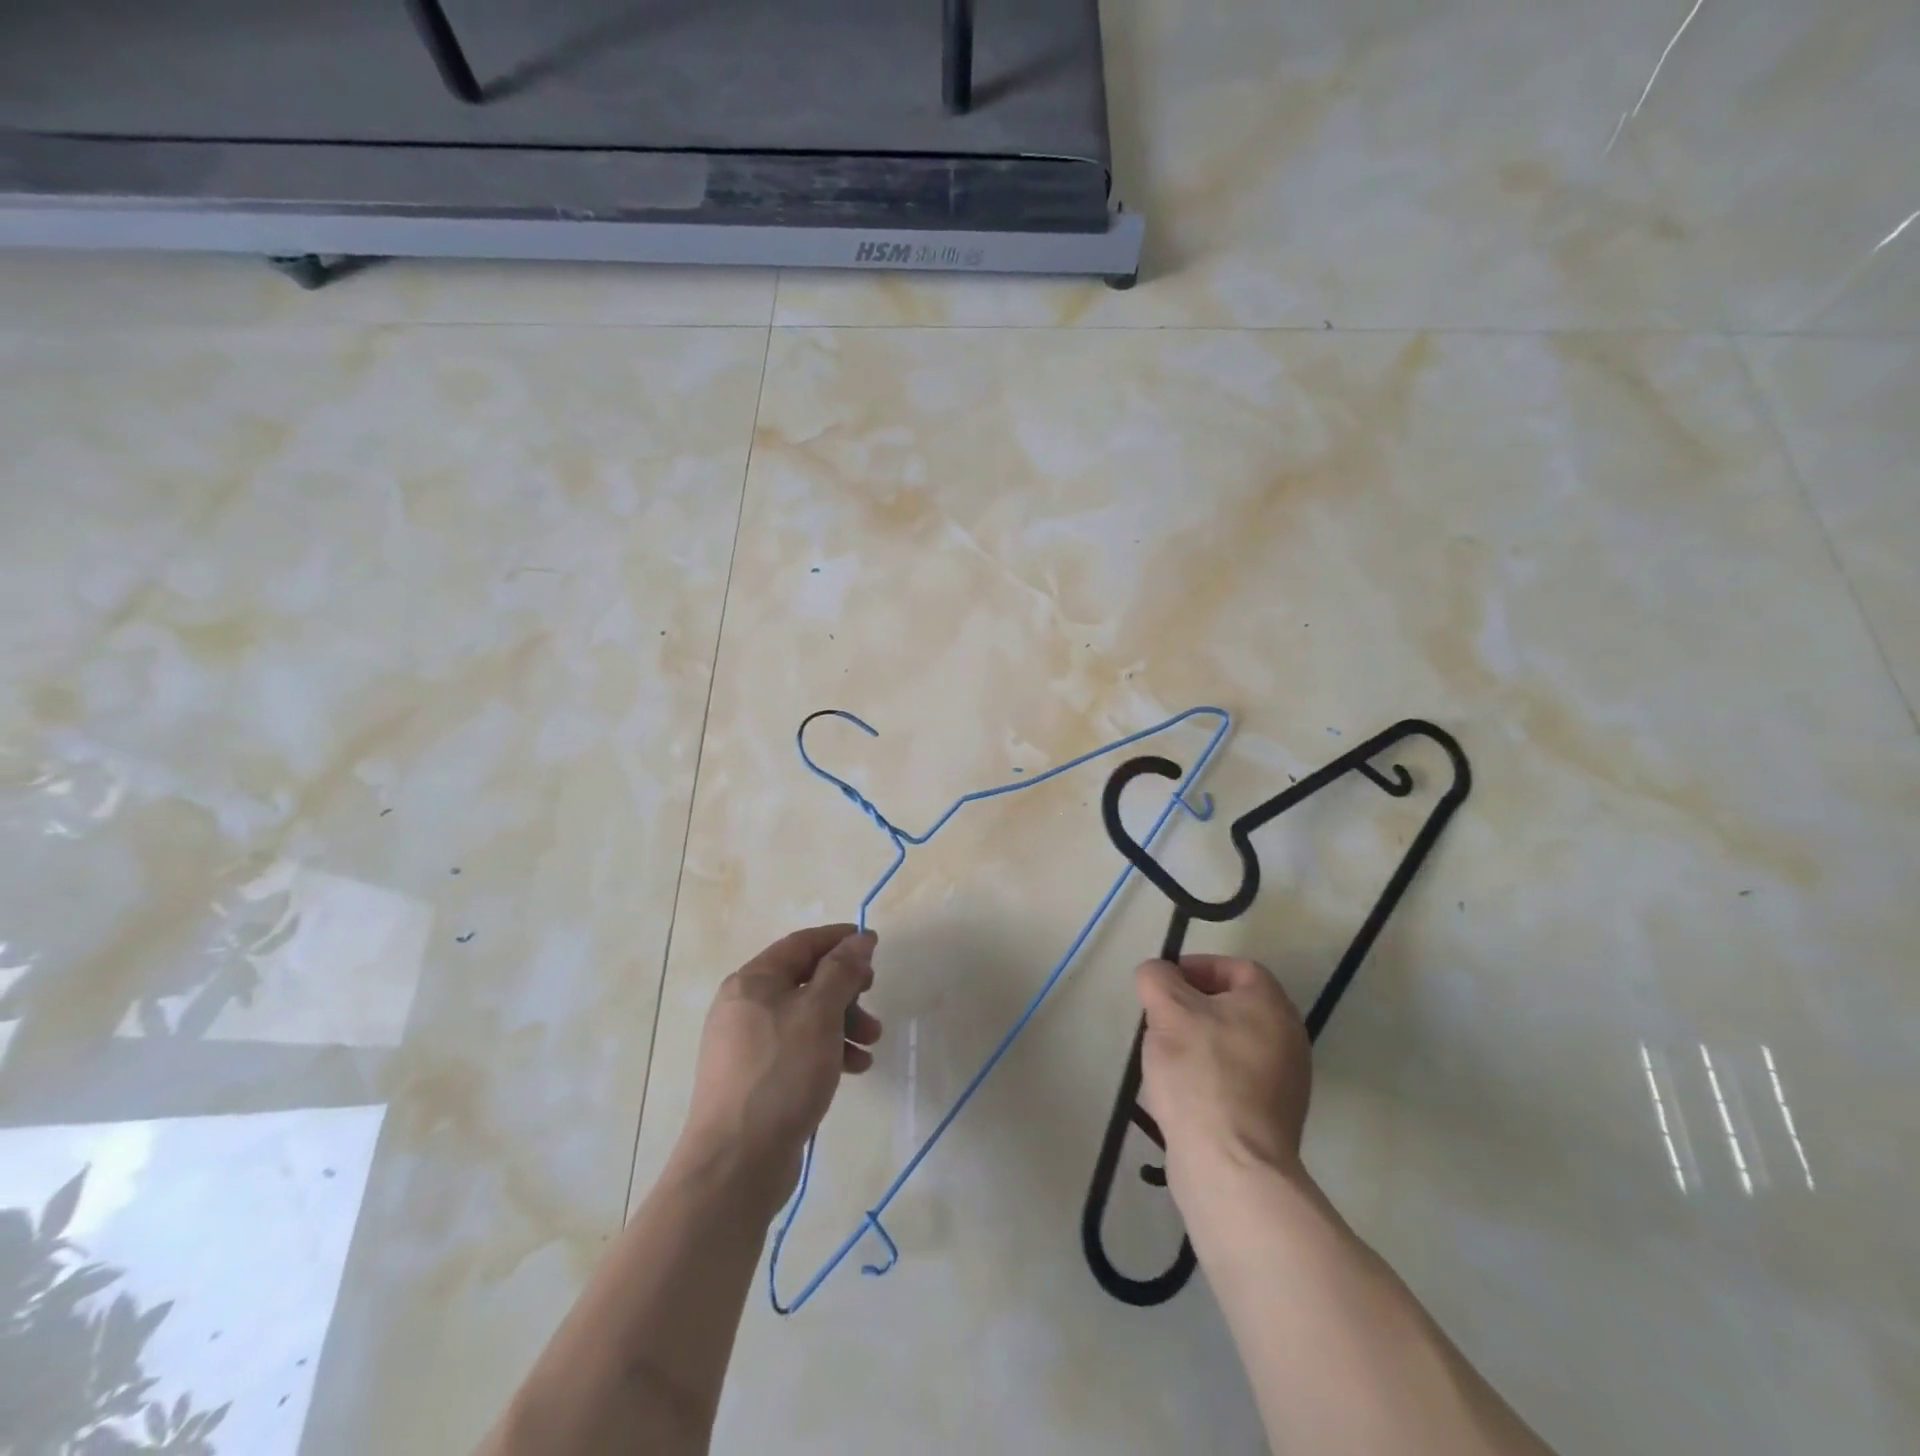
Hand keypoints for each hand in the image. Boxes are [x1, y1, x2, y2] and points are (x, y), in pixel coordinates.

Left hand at [677, 925, 883, 1211]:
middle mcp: (745, 1006)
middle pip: (805, 980)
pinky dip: (827, 1050)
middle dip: (845, 988)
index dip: (839, 939)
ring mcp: (747, 1044)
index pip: (802, 944)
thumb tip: (860, 938)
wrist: (736, 1164)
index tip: (874, 944)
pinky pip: (798, 1049)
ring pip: (805, 1017)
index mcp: (753, 981)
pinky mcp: (755, 1078)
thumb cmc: (781, 1074)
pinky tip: (854, 1069)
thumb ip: (843, 971)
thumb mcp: (819, 1013)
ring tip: (871, 1043)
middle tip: (873, 997)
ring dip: (843, 1022)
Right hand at [1134, 955, 1311, 1205]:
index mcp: (1271, 1005)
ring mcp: (1285, 1081)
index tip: (1164, 983)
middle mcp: (1288, 1037)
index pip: (1236, 967)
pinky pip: (1235, 1079)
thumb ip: (1157, 977)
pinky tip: (1180, 1093)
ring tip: (1163, 1057)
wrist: (1231, 1165)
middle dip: (1191, 1007)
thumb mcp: (1168, 1010)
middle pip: (1234, 1006)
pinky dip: (1208, 1075)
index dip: (1197, 967)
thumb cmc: (1201, 1074)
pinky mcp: (1271, 1117)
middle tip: (1159, 1019)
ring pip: (1231, 1043)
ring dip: (1196, 1042)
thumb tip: (1157, 973)